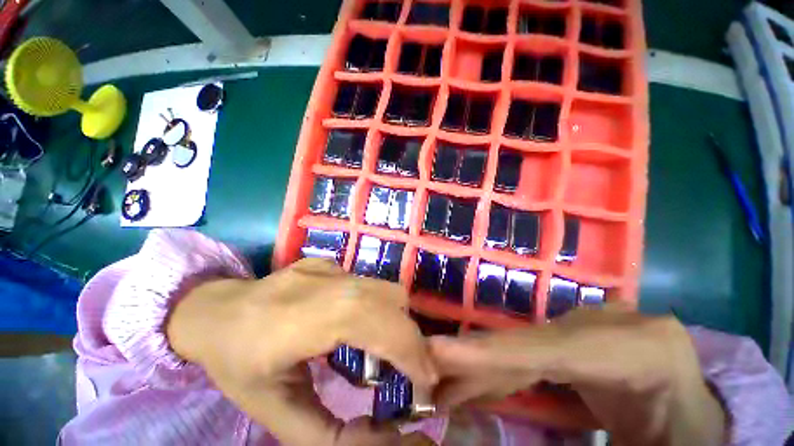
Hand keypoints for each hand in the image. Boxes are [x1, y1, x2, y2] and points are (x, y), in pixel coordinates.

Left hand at [166, 258, 437, 445]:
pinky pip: (370, 285)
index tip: (425, 380)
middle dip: (409, 336)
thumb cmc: (237, 364)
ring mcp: (328, 267)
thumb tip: (382, 434)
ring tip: (385, 349)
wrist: (216, 312)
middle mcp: (322, 282)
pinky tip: (361, 325)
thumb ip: (327, 434)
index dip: (406, 348)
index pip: (370, 320)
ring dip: (398, 320)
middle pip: (389, 298)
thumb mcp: (274, 413)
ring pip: (385, 288)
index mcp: (299, 319)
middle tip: (410, 369)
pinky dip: (380, 307)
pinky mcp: (332, 263)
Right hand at [430, 305, 727, 445]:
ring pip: (518, 349)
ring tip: (441, 385)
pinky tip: (473, 383)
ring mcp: (585, 330)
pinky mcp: (571, 342)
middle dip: (473, 360)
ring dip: (479, 369)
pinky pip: (525, 357)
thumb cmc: (685, 434)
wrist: (696, 413)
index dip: (492, 353)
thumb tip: (505, 433)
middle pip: (524, 345)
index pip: (551, 351)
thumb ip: (589, 443)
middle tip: (426, 371)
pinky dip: (497, 371)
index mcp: (638, 348)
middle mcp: (603, 327)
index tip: (440, 352)